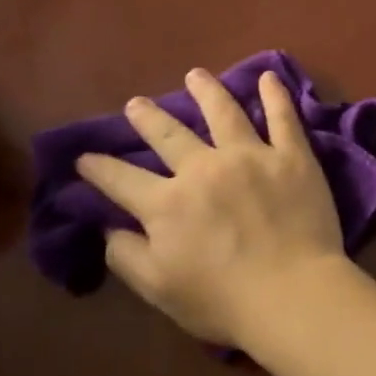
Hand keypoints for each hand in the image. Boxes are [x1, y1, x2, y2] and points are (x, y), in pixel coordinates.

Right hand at [77, 68, 345, 345]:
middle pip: (169, 135)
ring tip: (195, 74)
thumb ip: (128, 255)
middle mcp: (204, 169)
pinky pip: (283, 117)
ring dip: (206, 90)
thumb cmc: (223, 300)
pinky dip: (275, 95)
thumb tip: (109, 227)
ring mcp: (251, 156)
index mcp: (167, 204)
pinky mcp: (291, 156)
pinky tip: (269, 77)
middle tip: (136, 102)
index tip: (84, 156)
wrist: (291, 292)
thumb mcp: (159, 288)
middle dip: (148, 118)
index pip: (122, 180)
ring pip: (223, 112)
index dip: (99, 168)